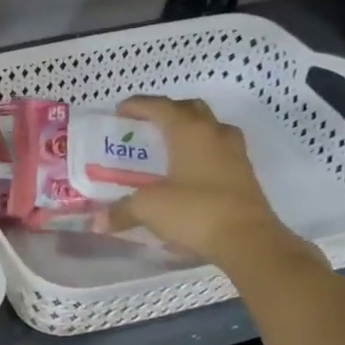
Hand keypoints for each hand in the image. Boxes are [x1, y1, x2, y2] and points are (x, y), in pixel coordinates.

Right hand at [104, 96, 296, 267]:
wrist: (247, 239)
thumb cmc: (194, 210)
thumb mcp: (149, 208)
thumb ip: (122, 211)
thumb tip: (98, 221)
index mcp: (189, 131)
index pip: (160, 106)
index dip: (138, 105)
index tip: (120, 111)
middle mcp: (215, 134)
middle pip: (191, 109)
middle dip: (168, 112)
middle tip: (148, 125)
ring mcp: (234, 154)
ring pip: (210, 129)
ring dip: (190, 131)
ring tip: (170, 148)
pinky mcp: (244, 175)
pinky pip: (220, 152)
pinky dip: (202, 154)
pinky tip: (188, 174)